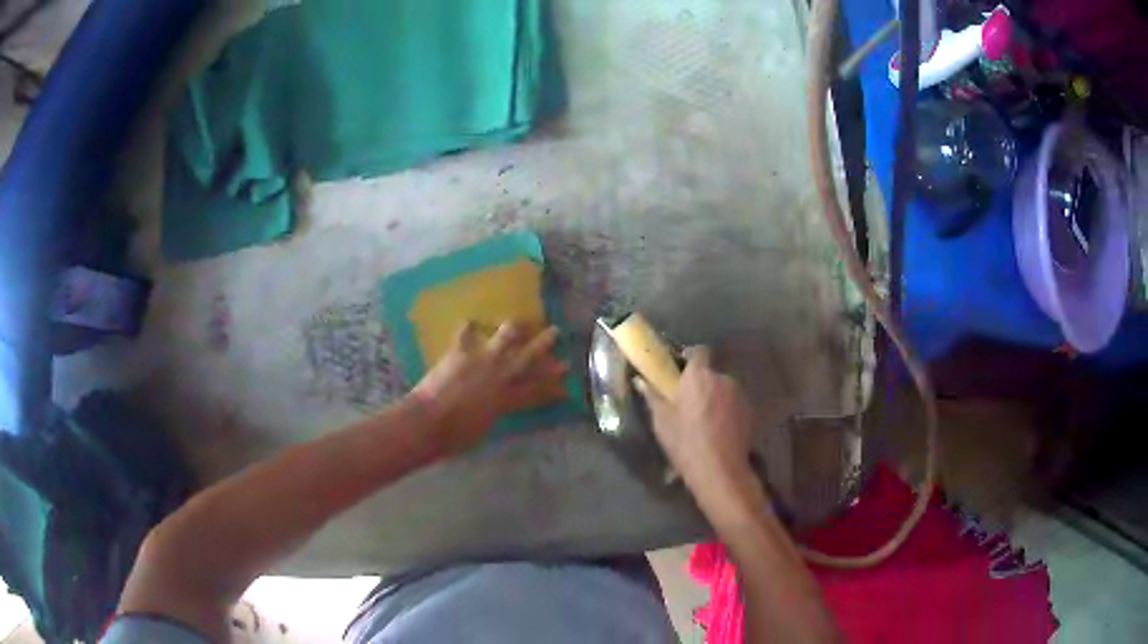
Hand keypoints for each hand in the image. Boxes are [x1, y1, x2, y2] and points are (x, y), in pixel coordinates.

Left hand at [413, 322, 567, 454]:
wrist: (430, 420)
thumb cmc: (456, 436)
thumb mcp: (484, 430)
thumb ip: (493, 414)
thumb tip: (495, 409)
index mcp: (507, 400)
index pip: (537, 391)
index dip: (553, 386)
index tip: (566, 380)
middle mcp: (500, 376)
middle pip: (528, 357)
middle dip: (544, 344)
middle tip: (555, 331)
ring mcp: (481, 360)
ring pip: (505, 337)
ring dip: (513, 328)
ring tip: (519, 321)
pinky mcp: (460, 352)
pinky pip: (466, 334)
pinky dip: (468, 328)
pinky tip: (470, 322)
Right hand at [635, 347, 754, 489]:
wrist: (720, 470)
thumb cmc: (686, 443)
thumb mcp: (662, 422)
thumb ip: (653, 396)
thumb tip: (641, 381)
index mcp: (699, 376)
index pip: (698, 351)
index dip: (689, 357)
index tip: (679, 371)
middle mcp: (722, 379)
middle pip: (710, 373)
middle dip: (700, 384)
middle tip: (687, 403)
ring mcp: (739, 395)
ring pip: (723, 389)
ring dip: (714, 398)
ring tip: (703, 420)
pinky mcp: (750, 411)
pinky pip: (733, 404)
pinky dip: (726, 411)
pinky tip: (718, 430)